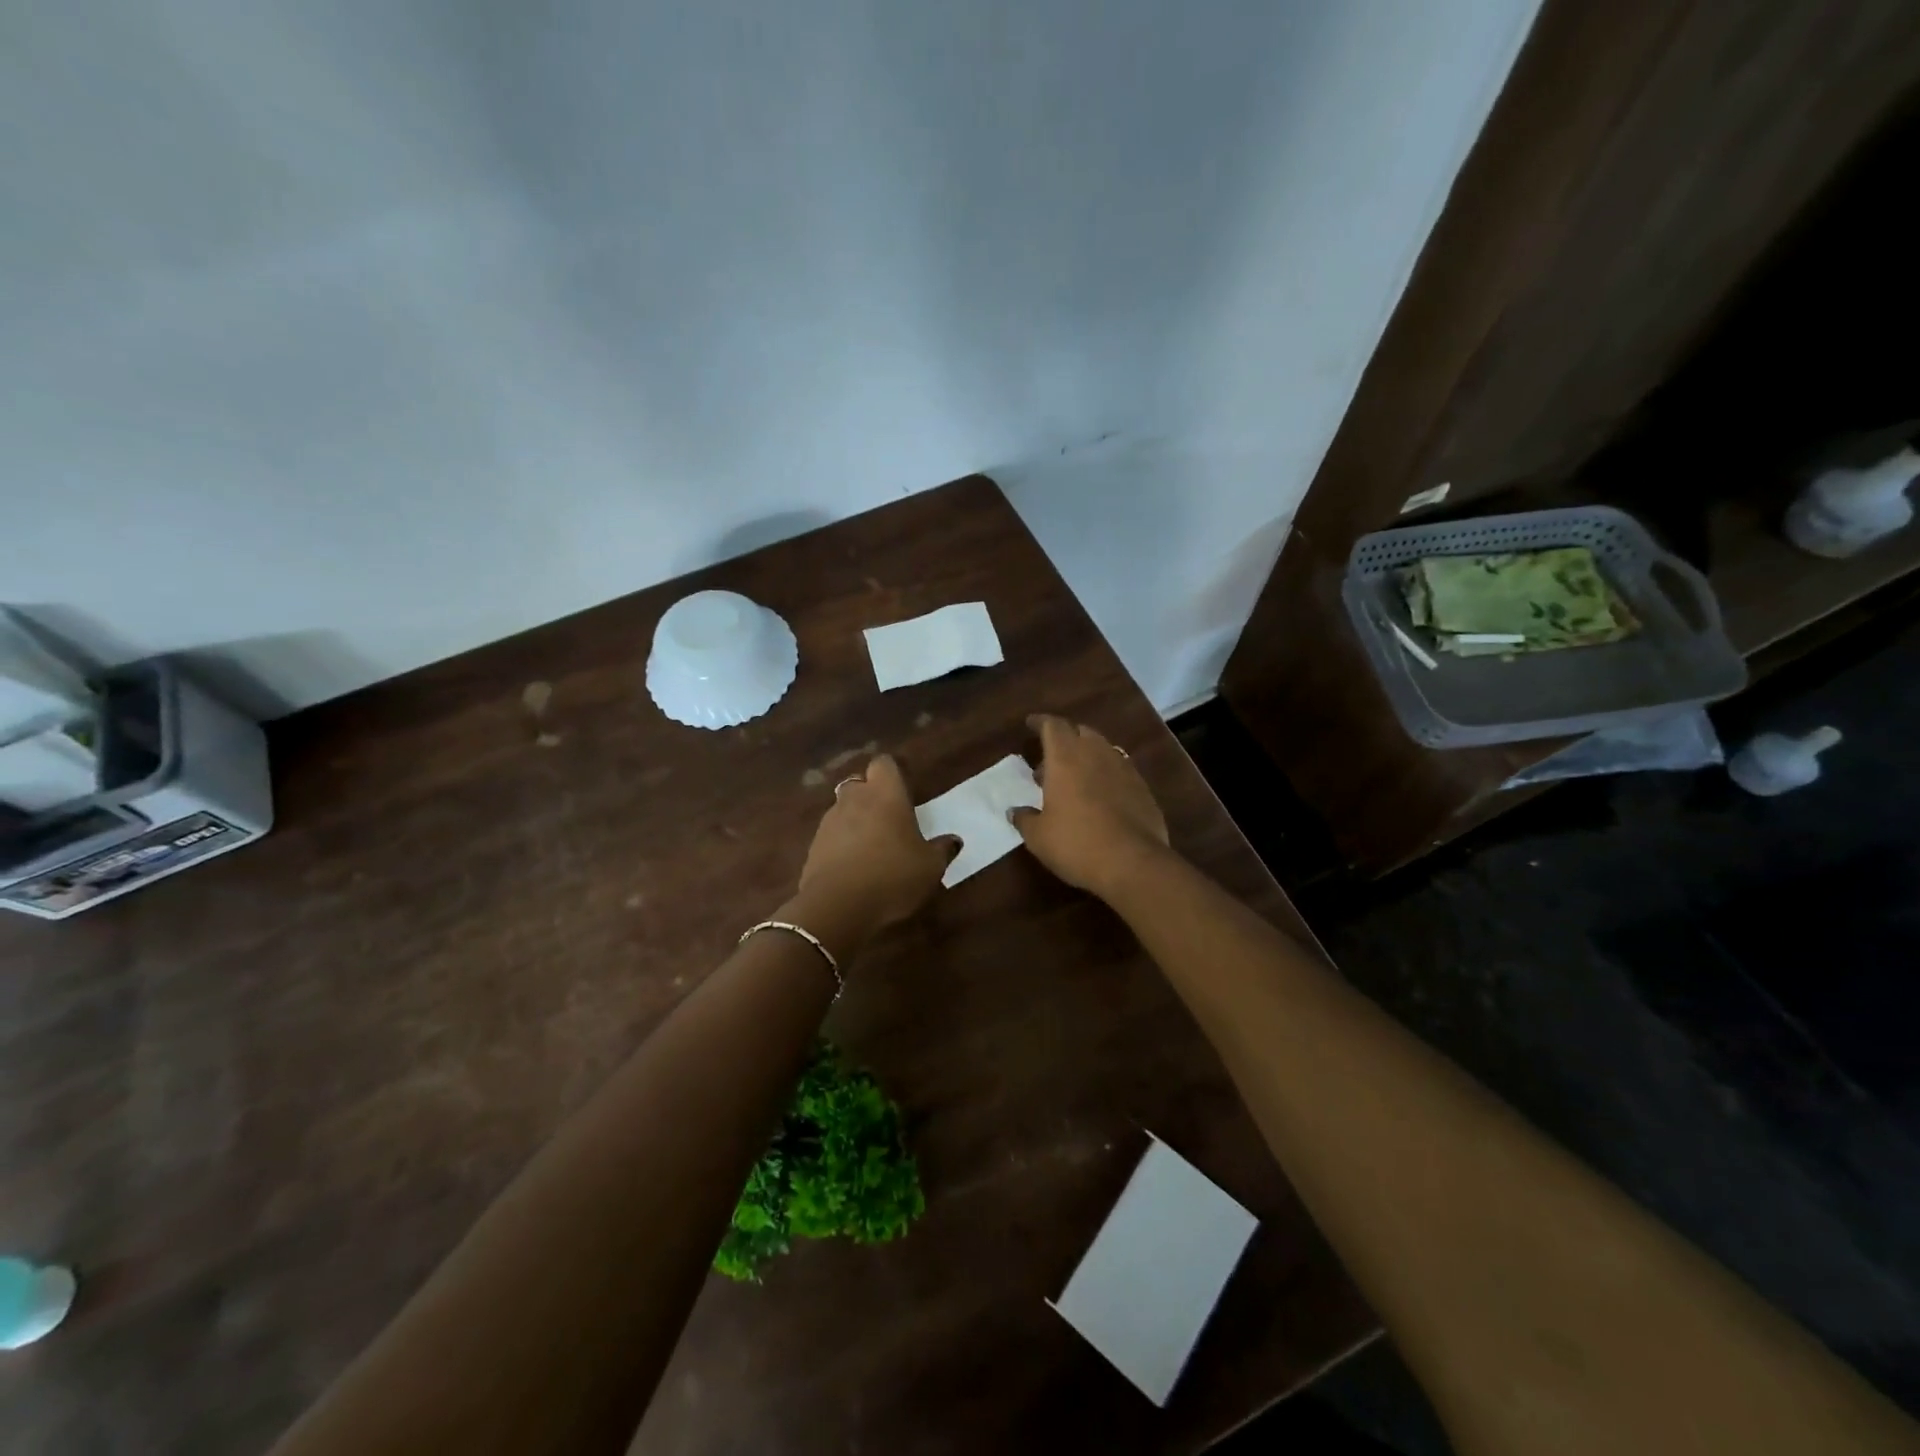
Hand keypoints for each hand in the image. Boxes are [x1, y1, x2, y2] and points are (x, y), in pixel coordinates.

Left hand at [787, 754, 956, 957]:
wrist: (837, 906)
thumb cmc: (892, 876)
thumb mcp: (930, 867)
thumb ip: (942, 850)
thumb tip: (954, 840)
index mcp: (885, 794)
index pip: (884, 763)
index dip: (893, 773)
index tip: (904, 790)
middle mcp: (854, 799)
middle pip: (859, 784)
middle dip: (871, 796)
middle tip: (889, 818)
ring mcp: (829, 822)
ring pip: (843, 809)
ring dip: (855, 821)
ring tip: (872, 847)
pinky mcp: (813, 847)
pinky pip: (831, 836)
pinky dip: (841, 845)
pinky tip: (854, 868)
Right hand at [1012, 714, 1169, 898]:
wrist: (1133, 863)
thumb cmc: (1076, 844)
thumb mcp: (1038, 837)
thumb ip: (1025, 819)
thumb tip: (1015, 812)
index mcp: (1065, 758)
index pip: (1052, 725)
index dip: (1040, 722)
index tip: (1031, 724)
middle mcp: (1096, 754)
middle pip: (1080, 731)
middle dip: (1065, 738)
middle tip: (1050, 760)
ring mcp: (1124, 768)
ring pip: (1103, 749)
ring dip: (1086, 756)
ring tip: (1074, 779)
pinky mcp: (1143, 788)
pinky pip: (1119, 770)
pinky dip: (1106, 775)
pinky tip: (1100, 797)